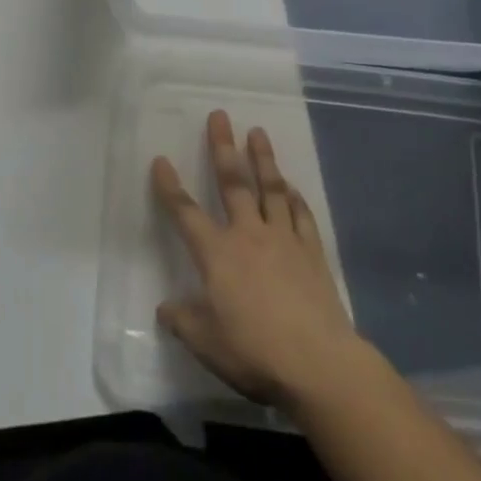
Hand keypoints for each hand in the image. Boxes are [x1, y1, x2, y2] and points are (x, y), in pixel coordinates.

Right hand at [151, 110, 365, 408]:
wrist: (319, 364)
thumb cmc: (255, 352)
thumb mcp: (207, 344)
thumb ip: (184, 322)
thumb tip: (165, 308)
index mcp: (217, 254)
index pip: (185, 213)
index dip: (170, 187)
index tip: (160, 160)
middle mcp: (248, 235)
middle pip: (232, 183)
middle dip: (222, 147)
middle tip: (219, 115)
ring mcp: (283, 240)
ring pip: (270, 189)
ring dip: (262, 158)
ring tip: (257, 132)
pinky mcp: (312, 253)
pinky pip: (301, 215)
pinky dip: (294, 197)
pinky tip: (290, 186)